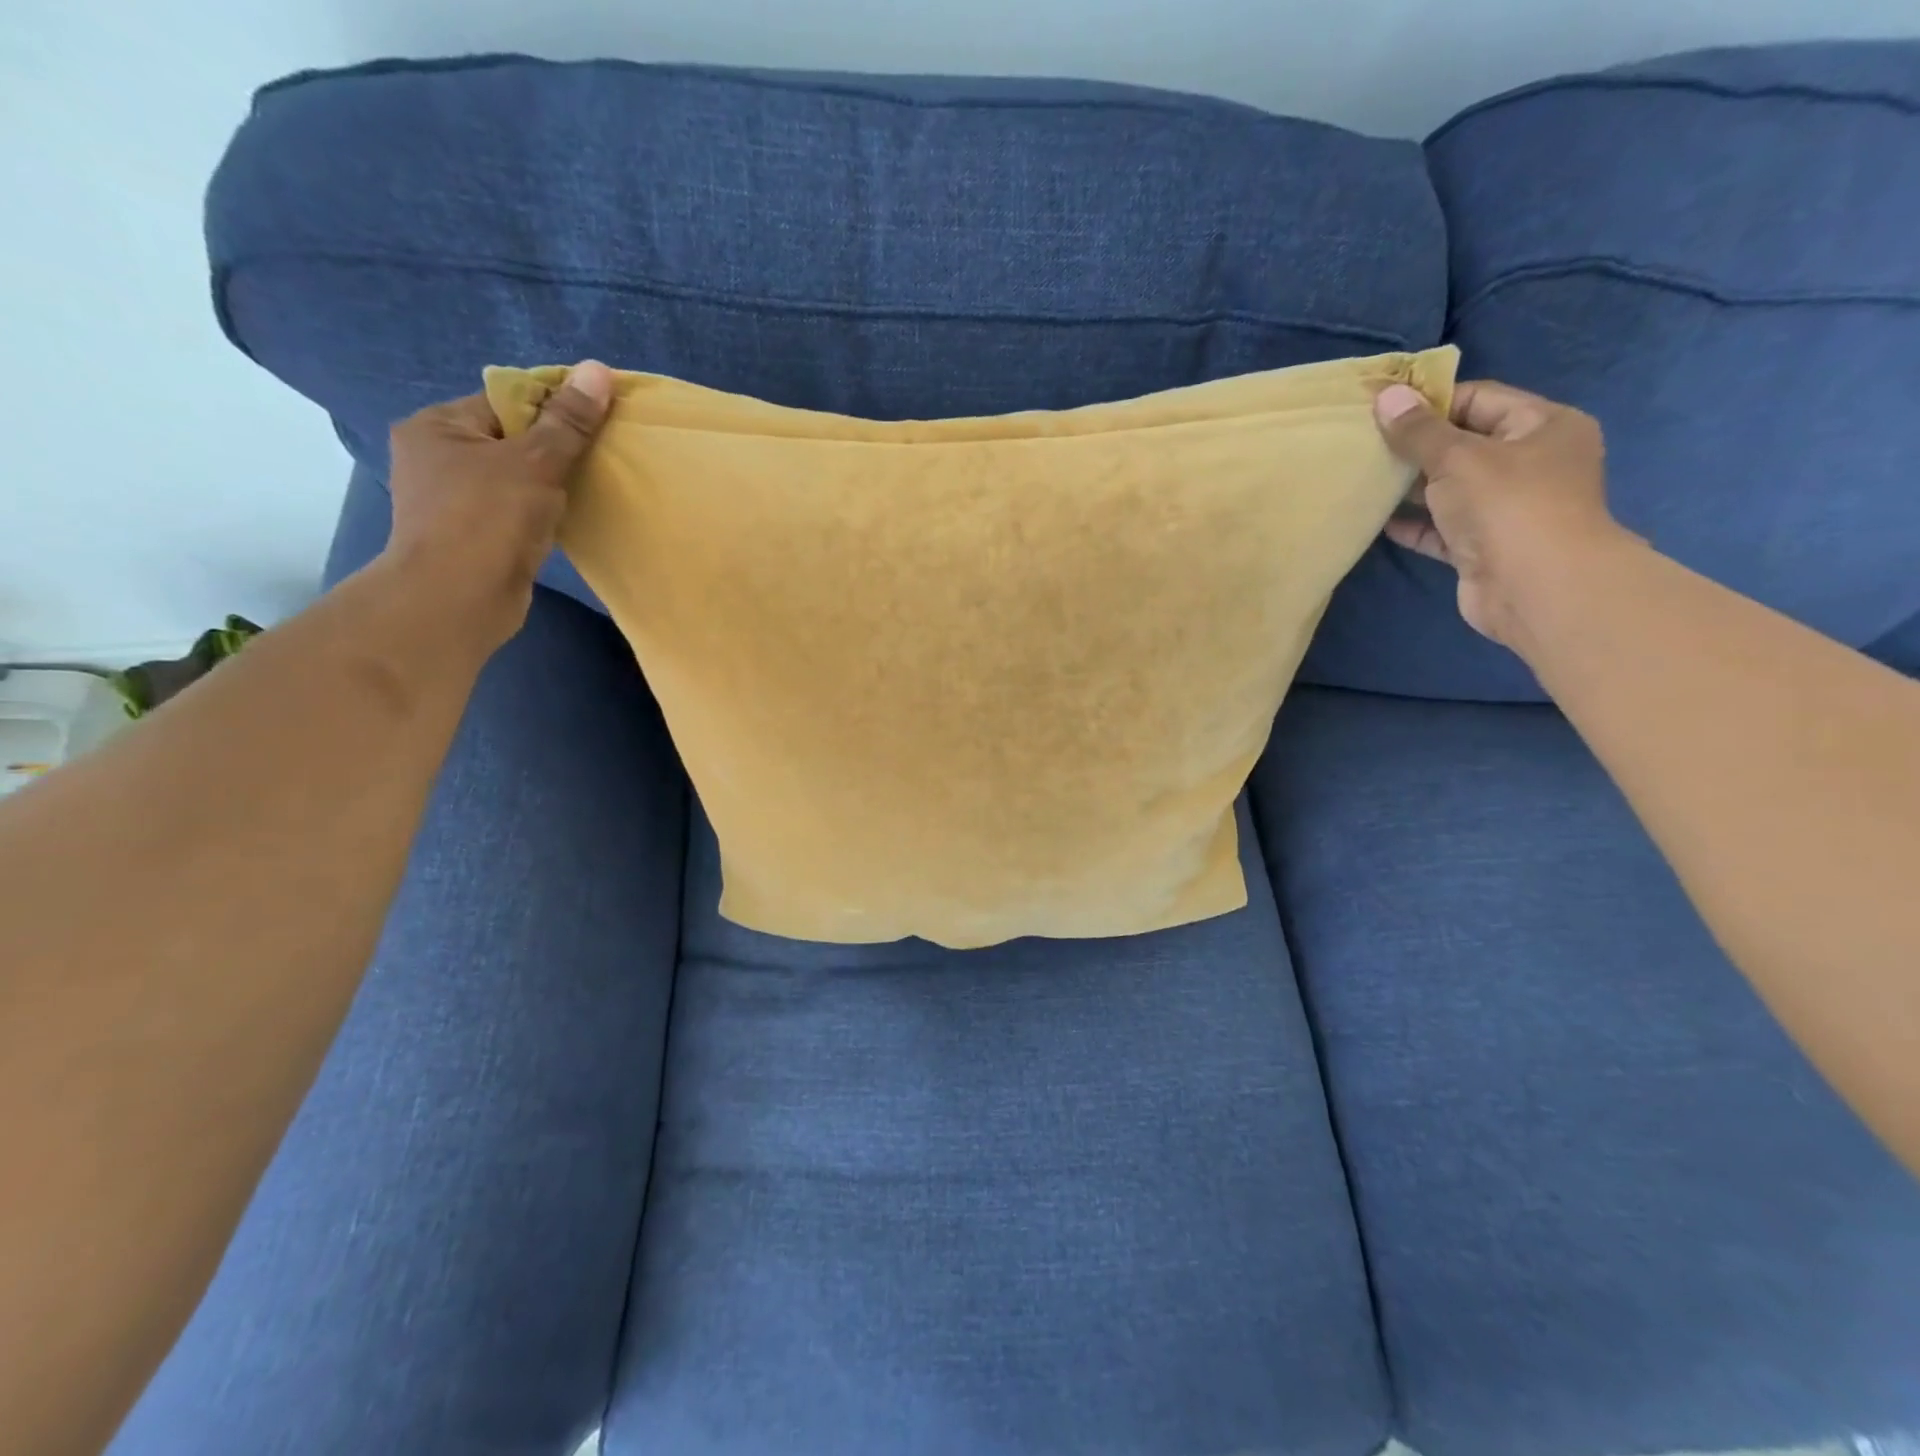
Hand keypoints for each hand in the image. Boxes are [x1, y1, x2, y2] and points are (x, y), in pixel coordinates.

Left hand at [382, 360, 614, 649]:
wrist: (458, 600)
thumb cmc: (488, 520)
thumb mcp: (535, 462)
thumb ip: (568, 421)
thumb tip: (598, 369)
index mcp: (438, 426)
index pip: (505, 400)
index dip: (553, 408)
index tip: (595, 423)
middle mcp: (438, 456)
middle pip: (513, 438)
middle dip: (556, 448)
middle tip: (599, 458)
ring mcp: (453, 499)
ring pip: (517, 477)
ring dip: (552, 483)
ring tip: (591, 488)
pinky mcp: (473, 535)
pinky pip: (517, 509)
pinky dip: (543, 512)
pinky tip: (570, 518)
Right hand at [1373, 379, 1628, 650]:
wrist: (1536, 588)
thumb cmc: (1507, 506)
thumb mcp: (1458, 457)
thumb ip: (1419, 431)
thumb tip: (1386, 396)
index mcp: (1543, 426)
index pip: (1480, 399)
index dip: (1431, 402)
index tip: (1382, 411)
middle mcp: (1531, 463)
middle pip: (1465, 444)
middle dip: (1418, 446)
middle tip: (1366, 445)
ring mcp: (1508, 508)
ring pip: (1451, 488)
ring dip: (1412, 487)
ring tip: (1366, 479)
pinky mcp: (1483, 546)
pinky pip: (1442, 528)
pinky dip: (1414, 524)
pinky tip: (1379, 520)